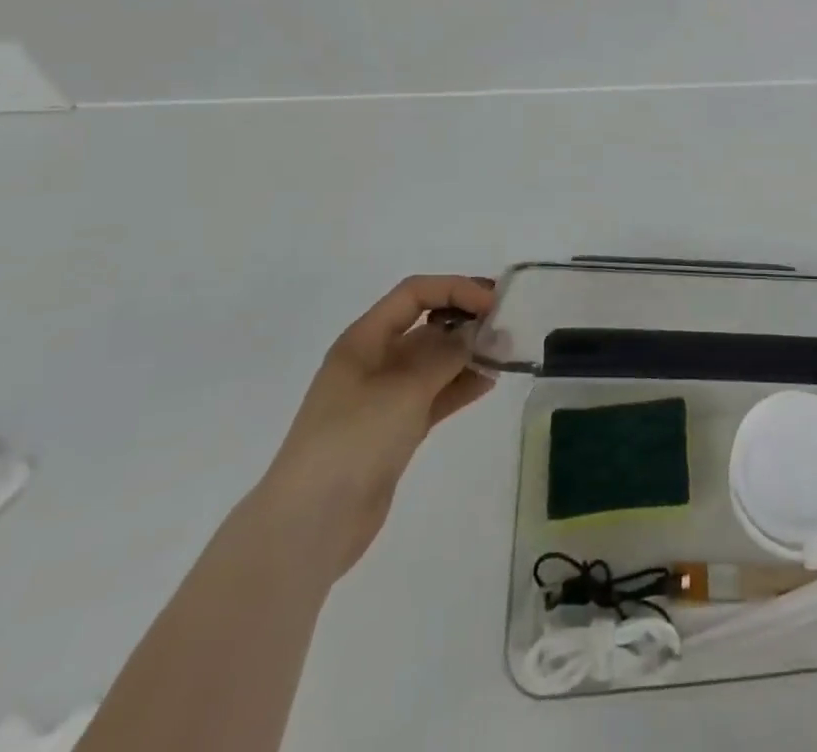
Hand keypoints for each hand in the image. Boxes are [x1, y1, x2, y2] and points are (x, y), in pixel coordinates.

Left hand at [252, 275, 497, 580]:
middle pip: (426, 324)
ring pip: (435, 361)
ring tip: (505, 355)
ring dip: (468, 353)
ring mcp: (385, 397)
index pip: (415, 294)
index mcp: (364, 340)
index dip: (455, 289)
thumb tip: (477, 330)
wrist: (309, 527)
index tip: (493, 302)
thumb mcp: (404, 390)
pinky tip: (489, 383)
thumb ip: (446, 355)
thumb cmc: (352, 441)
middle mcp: (374, 361)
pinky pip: (436, 394)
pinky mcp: (396, 429)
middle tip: (507, 325)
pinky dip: (460, 385)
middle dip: (465, 319)